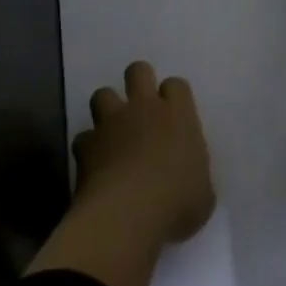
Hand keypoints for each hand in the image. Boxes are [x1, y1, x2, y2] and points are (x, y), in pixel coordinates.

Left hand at [74, 61, 215, 245]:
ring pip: (102, 94)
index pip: (176, 85)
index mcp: (178, 115)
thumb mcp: (202, 193)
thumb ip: (195, 175)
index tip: (174, 115)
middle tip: (142, 106)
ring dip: (107, 109)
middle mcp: (144, 109)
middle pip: (138, 71)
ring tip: (113, 132)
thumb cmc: (175, 203)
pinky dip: (88, 149)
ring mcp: (111, 124)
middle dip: (138, 81)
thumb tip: (190, 181)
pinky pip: (83, 138)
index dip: (173, 96)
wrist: (127, 215)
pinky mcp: (85, 146)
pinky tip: (94, 166)